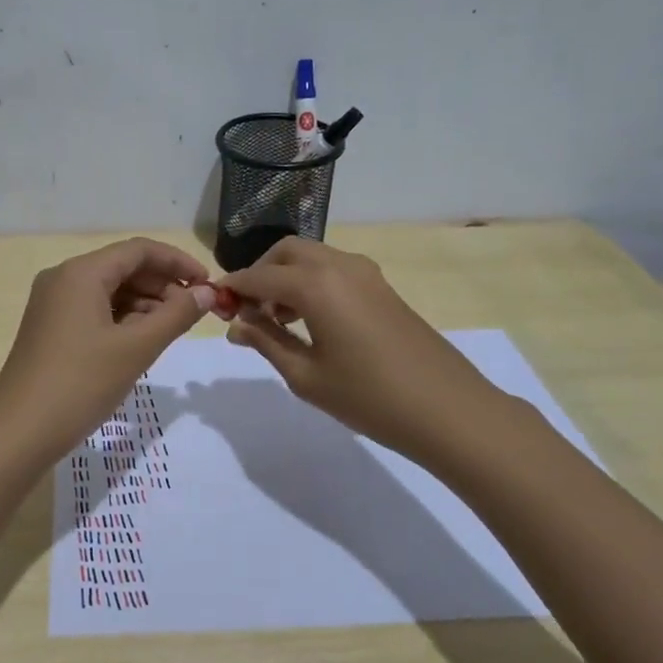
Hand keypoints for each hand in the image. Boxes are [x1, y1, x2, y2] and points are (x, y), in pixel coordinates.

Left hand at [0, 238, 215, 461]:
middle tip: (193, 313)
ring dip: (144, 304)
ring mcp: (52, 304)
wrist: (19, 432)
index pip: (139, 250)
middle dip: (162, 285)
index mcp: (81, 273)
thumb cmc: (80, 384)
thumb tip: (207, 292)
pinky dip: (122, 320)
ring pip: (109, 291)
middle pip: (123, 268)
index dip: (178, 262)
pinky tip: (141, 342)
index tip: (209, 284)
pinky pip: (94, 311)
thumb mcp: (136, 348)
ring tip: (171, 331)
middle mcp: (63, 279)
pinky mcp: (50, 328)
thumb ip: (176, 315)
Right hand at [217, 237, 510, 463]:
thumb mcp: (306, 376)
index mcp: (315, 285)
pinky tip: (309, 321)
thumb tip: (235, 325)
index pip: (258, 277)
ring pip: (311, 257)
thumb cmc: (369, 397)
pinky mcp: (381, 286)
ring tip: (276, 322)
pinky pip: (334, 269)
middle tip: (248, 313)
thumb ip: (266, 343)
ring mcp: (365, 273)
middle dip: (259, 275)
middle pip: (285, 253)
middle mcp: (338, 266)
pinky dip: (311, 282)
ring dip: (286, 277)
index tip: (214, 308)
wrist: (448, 409)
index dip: (232, 290)